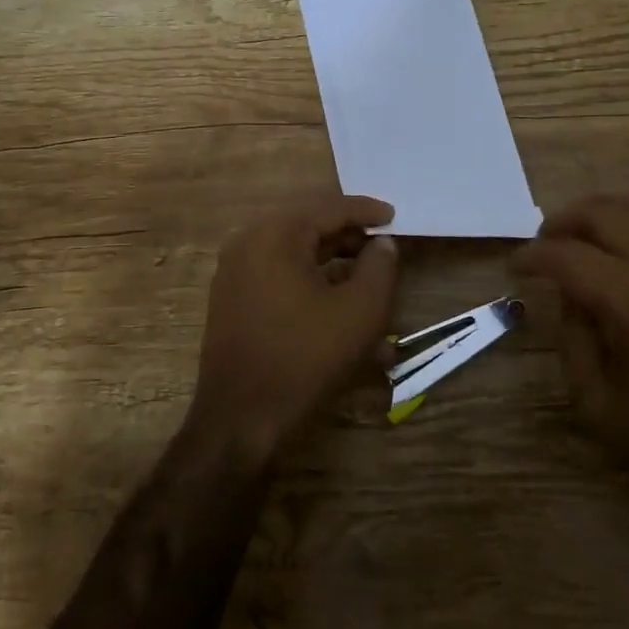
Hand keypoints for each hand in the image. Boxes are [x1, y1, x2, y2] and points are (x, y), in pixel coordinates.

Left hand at [189, 193, 398, 459]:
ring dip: (336, 266)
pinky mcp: (233, 302)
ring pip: (297, 256)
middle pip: (310, 227)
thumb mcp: (360, 311)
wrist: (240, 421)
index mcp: (275, 234)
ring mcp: (235, 274)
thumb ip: (380, 266)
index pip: (329, 207)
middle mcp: (248, 243)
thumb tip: (382, 243)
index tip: (395, 216)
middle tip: (383, 246)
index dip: (366, 210)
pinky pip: (281, 280)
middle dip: (351, 237)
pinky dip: (314, 287)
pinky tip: (343, 314)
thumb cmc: (305, 358)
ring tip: (371, 283)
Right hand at [516, 191, 628, 488]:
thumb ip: (572, 345)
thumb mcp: (601, 409)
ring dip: (602, 211)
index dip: (532, 256)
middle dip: (561, 222)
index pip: (566, 255)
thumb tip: (568, 298)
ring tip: (587, 235)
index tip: (517, 266)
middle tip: (546, 244)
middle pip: (601, 212)